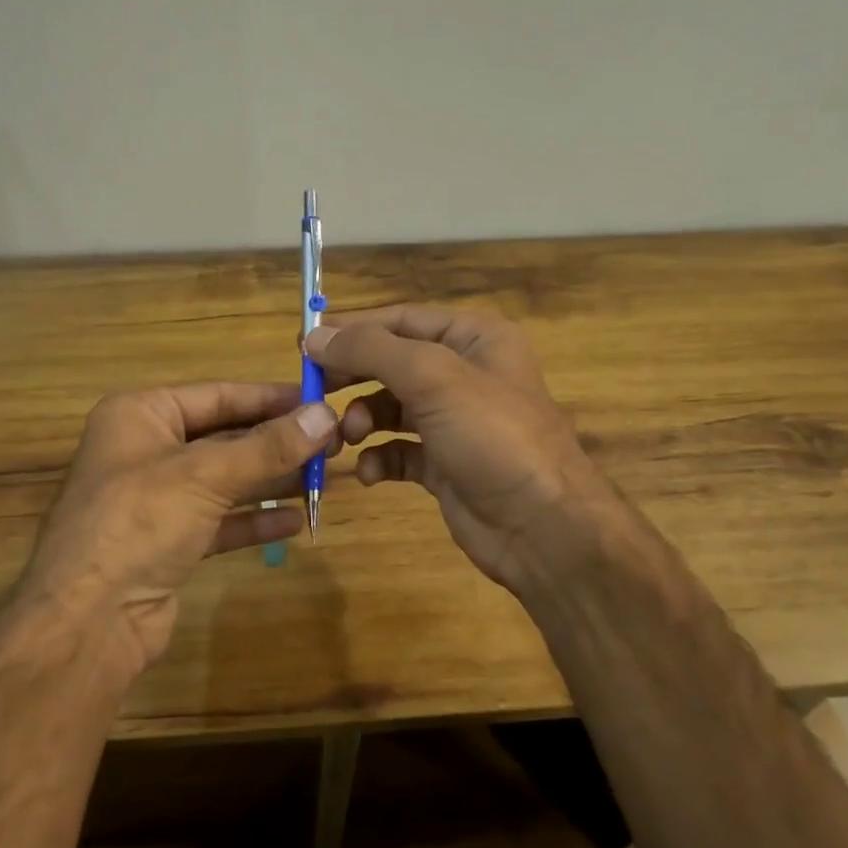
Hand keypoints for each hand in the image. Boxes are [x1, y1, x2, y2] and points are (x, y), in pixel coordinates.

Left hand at [21, 382, 336, 679]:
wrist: (87, 621)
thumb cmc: (138, 523)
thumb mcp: (205, 475)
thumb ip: (268, 447)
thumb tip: (325, 415)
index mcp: (140, 415)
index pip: (217, 395)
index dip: (270, 398)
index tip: (319, 400)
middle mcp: (146, 451)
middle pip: (223, 437)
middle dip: (276, 443)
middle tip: (333, 443)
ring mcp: (155, 500)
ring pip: (224, 480)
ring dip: (271, 480)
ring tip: (323, 478)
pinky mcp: (167, 543)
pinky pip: (220, 521)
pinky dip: (254, 521)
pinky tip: (295, 520)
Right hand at [304, 306, 621, 595]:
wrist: (542, 528)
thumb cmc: (492, 436)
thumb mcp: (433, 378)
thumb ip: (371, 350)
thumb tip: (314, 336)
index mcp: (475, 338)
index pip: (402, 319)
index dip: (353, 328)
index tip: (305, 342)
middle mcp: (465, 374)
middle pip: (392, 362)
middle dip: (353, 376)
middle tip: (313, 389)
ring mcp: (455, 422)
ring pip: (391, 407)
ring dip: (362, 419)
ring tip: (347, 436)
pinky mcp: (445, 464)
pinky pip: (399, 450)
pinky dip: (379, 457)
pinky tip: (371, 472)